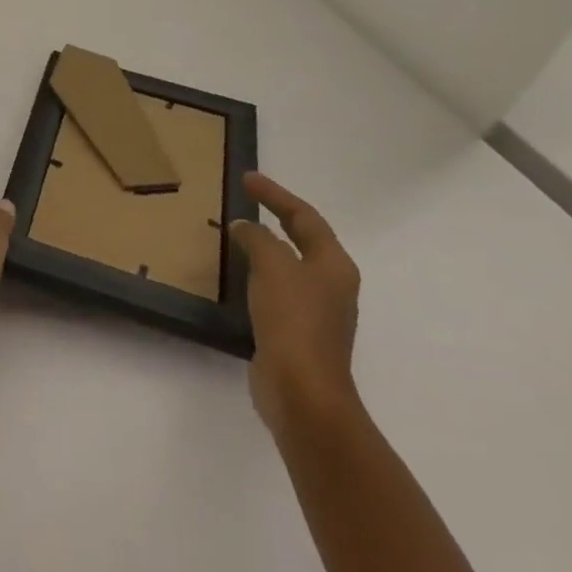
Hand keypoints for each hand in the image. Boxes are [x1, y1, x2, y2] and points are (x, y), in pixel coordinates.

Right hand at [230, 172, 360, 440]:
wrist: (302, 392)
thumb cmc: (293, 321)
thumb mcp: (272, 266)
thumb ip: (258, 239)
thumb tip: (243, 227)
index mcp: (333, 265)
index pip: (305, 217)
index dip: (276, 195)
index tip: (247, 179)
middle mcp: (330, 285)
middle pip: (303, 239)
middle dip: (276, 217)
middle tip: (246, 199)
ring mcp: (315, 312)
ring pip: (288, 265)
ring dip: (265, 247)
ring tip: (237, 233)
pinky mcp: (296, 333)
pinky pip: (275, 290)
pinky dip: (258, 275)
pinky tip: (238, 276)